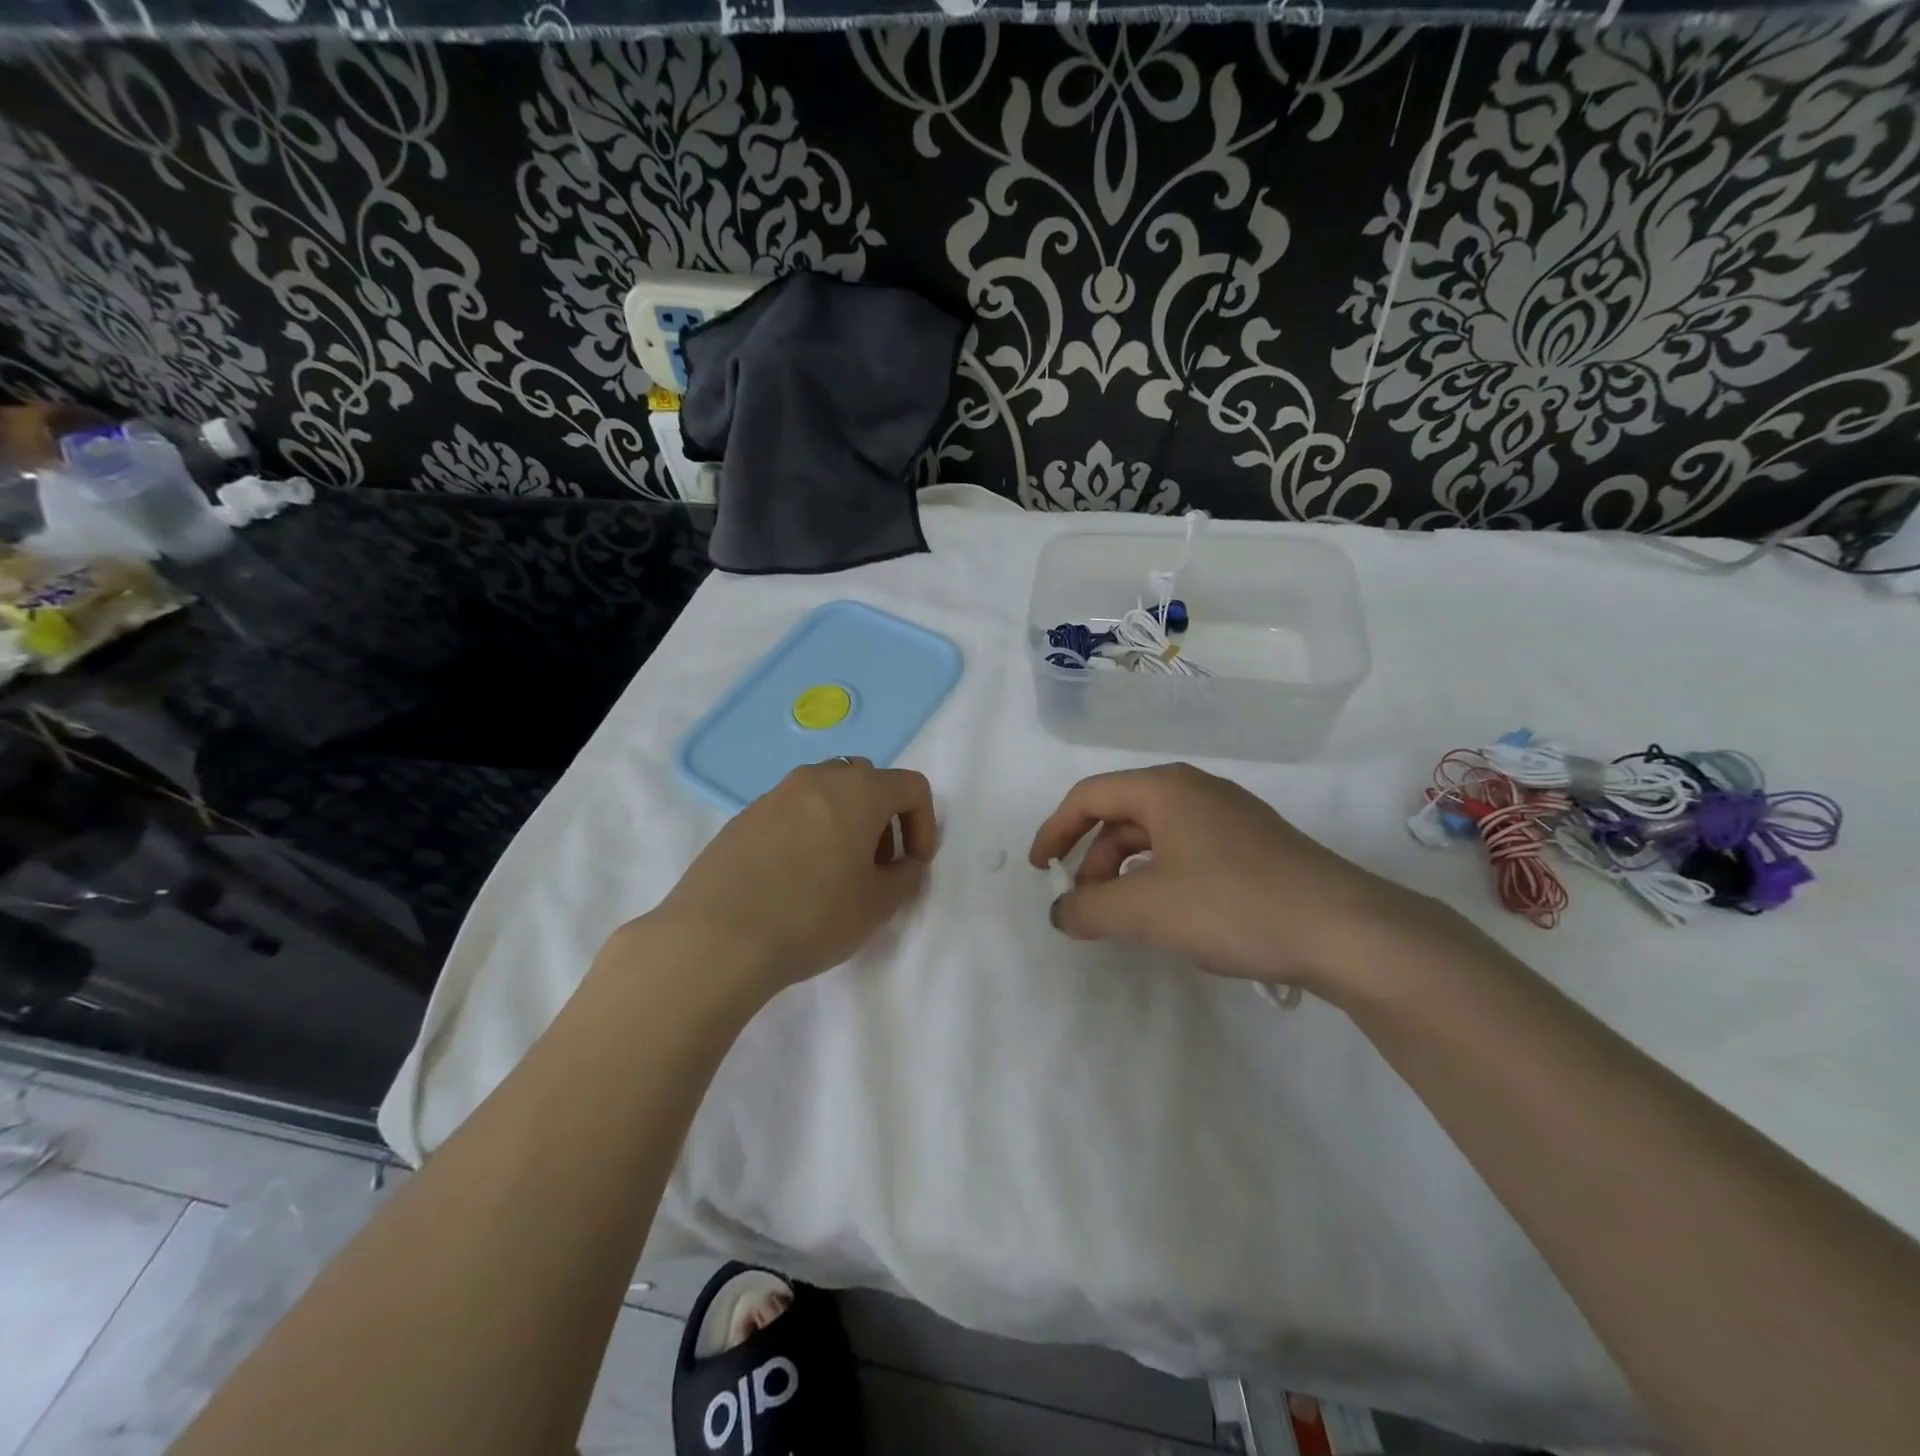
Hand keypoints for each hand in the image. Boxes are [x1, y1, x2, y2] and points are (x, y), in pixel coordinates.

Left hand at [650, 759, 937, 994]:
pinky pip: (791, 812)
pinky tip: (794, 879)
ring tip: (835, 873)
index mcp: (858, 791)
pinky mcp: (743, 817)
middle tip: (877, 866)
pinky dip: (808, 831)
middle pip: (867, 781)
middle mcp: (817, 779)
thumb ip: (906, 877)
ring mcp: (774, 794)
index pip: (910, 786)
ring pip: (826, 793)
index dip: (924, 823)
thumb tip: (904, 863)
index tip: (914, 864)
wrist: (717, 938)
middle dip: (883, 818)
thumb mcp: (878, 905)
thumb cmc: (812, 917)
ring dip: (844, 822)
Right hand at [1028, 762, 1437, 995]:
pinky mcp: (1254, 847)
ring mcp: (1230, 817)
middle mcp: (1195, 791)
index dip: (1055, 831)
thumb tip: (1060, 912)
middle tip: (1083, 904)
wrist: (1347, 930)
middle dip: (1091, 858)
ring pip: (1155, 836)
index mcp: (1165, 789)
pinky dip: (1160, 878)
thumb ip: (1089, 908)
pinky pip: (1187, 852)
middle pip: (1122, 814)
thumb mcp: (1146, 909)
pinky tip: (1170, 915)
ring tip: (1122, 916)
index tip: (1041, 871)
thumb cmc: (1233, 905)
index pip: (1089, 796)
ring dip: (1125, 872)